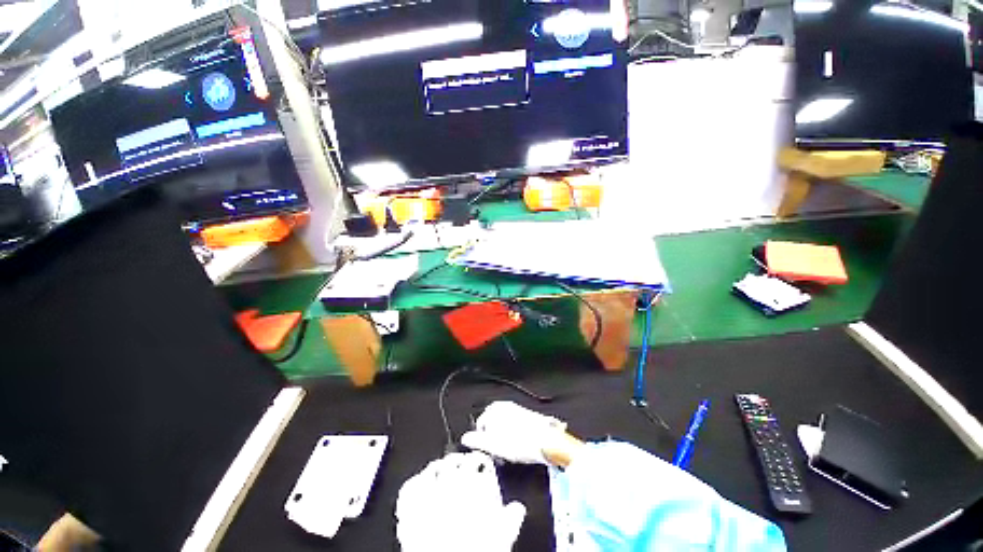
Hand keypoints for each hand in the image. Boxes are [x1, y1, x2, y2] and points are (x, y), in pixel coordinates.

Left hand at [395, 452, 525, 551]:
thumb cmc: (474, 550)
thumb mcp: (500, 537)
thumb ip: (510, 518)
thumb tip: (517, 509)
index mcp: (471, 487)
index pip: (475, 460)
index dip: (479, 460)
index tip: (480, 462)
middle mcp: (449, 485)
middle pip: (453, 461)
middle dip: (458, 462)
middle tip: (460, 465)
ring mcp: (427, 495)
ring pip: (431, 469)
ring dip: (436, 468)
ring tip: (439, 470)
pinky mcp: (409, 511)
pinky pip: (409, 489)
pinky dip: (413, 485)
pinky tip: (417, 485)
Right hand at [461, 401, 569, 464]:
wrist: (547, 441)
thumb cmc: (519, 442)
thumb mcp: (493, 445)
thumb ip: (477, 440)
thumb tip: (465, 438)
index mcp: (495, 409)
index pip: (481, 423)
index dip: (482, 440)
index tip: (488, 451)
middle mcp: (506, 405)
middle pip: (493, 423)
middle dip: (494, 437)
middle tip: (498, 452)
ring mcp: (518, 409)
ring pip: (505, 425)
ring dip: (504, 437)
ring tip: (510, 451)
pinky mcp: (529, 416)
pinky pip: (516, 426)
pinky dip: (515, 435)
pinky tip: (520, 446)